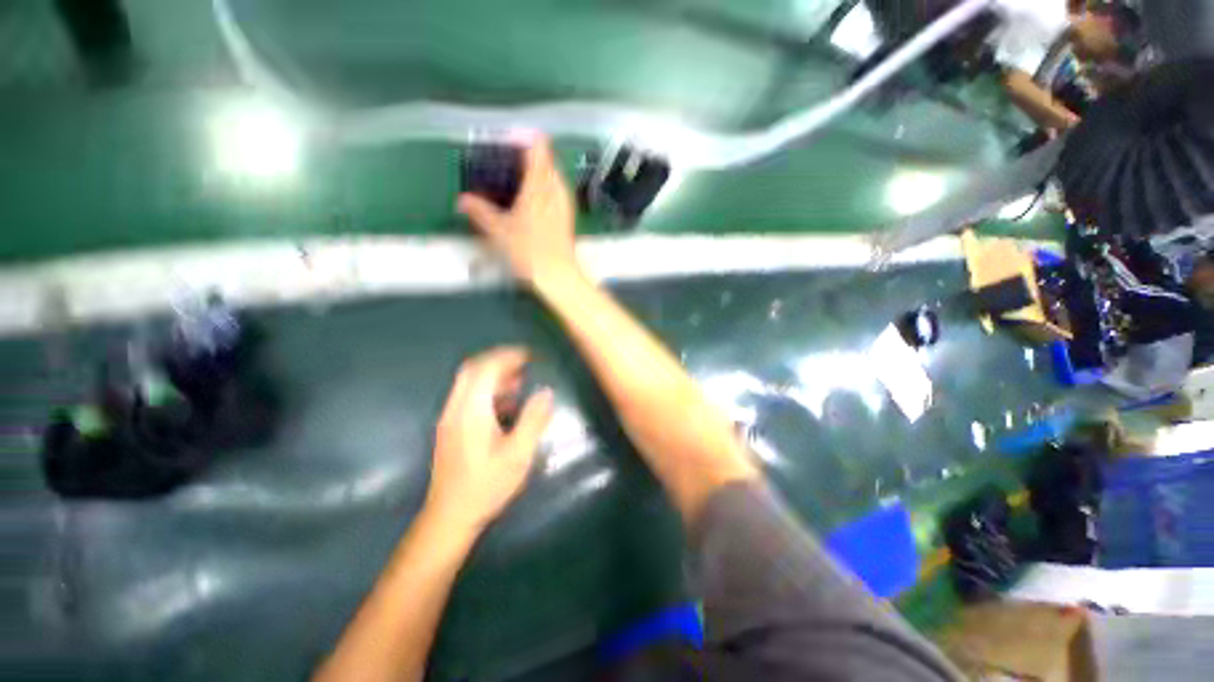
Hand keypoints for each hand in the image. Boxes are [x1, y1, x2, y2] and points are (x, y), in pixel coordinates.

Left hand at [426, 347, 553, 534]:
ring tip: (520, 380)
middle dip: (500, 360)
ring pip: (469, 382)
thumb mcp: (517, 455)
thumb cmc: (486, 486)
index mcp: (471, 411)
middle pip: (473, 369)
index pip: (486, 368)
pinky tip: (506, 402)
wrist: (449, 516)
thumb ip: (533, 420)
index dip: (508, 356)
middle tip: (525, 364)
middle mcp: (456, 408)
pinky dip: (487, 388)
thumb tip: (546, 392)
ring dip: (494, 374)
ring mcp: (450, 417)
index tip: (530, 355)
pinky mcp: (451, 427)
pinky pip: (468, 395)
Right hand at [457, 137, 578, 283]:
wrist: (558, 275)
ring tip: (519, 180)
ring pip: (554, 177)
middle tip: (509, 162)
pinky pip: (557, 192)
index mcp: (539, 184)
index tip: (508, 141)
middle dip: (530, 157)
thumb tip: (462, 200)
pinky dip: (545, 189)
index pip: (538, 148)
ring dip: (539, 174)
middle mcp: (556, 188)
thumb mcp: (499, 231)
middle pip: (547, 161)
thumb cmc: (529, 250)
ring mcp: (565, 203)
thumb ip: (480, 212)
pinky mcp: (568, 217)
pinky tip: (533, 202)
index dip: (525, 139)